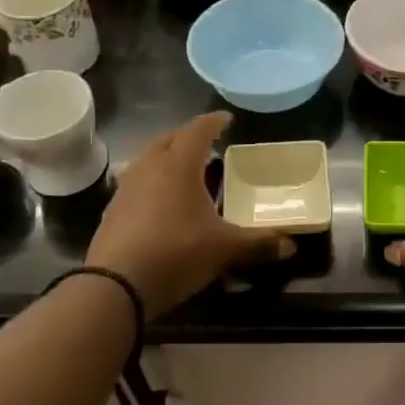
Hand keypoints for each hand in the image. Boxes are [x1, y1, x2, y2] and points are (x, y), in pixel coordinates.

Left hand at [87, 113, 292, 316]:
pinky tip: (161, 202)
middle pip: (168, 139)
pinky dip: (152, 182)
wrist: (116, 285)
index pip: (197, 130)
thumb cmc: (176, 254)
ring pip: (148, 159)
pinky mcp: (113, 210)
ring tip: (184, 171)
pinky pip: (136, 183)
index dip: (214, 122)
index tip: (226, 119)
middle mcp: (149, 168)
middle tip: (206, 144)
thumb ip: (258, 244)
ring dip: (166, 158)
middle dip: (187, 136)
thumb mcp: (224, 249)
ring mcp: (126, 188)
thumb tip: (291, 246)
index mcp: (179, 166)